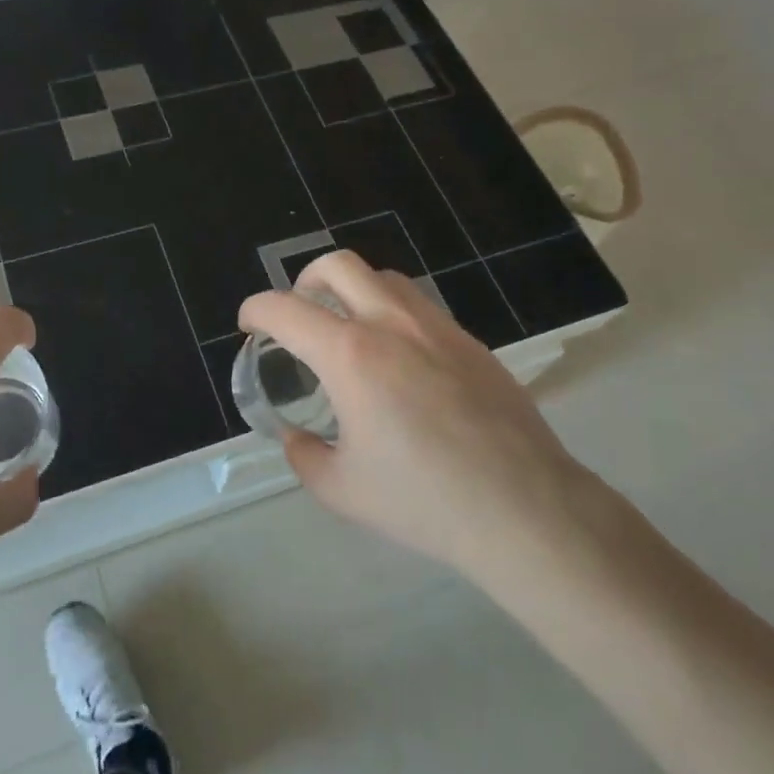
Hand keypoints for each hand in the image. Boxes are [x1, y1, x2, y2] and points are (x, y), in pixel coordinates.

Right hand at [239, 251, 598, 580]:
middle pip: (338, 265)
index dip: (256, 310)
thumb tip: (297, 438)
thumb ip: (305, 456)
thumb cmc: (424, 501)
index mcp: (351, 355)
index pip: (285, 309)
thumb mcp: (342, 490)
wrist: (523, 508)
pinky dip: (393, 313)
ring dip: (353, 291)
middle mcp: (391, 324)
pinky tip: (400, 360)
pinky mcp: (471, 342)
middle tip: (299, 314)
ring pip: (384, 278)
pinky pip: (420, 306)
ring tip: (349, 330)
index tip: (249, 325)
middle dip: (305, 279)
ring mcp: (437, 327)